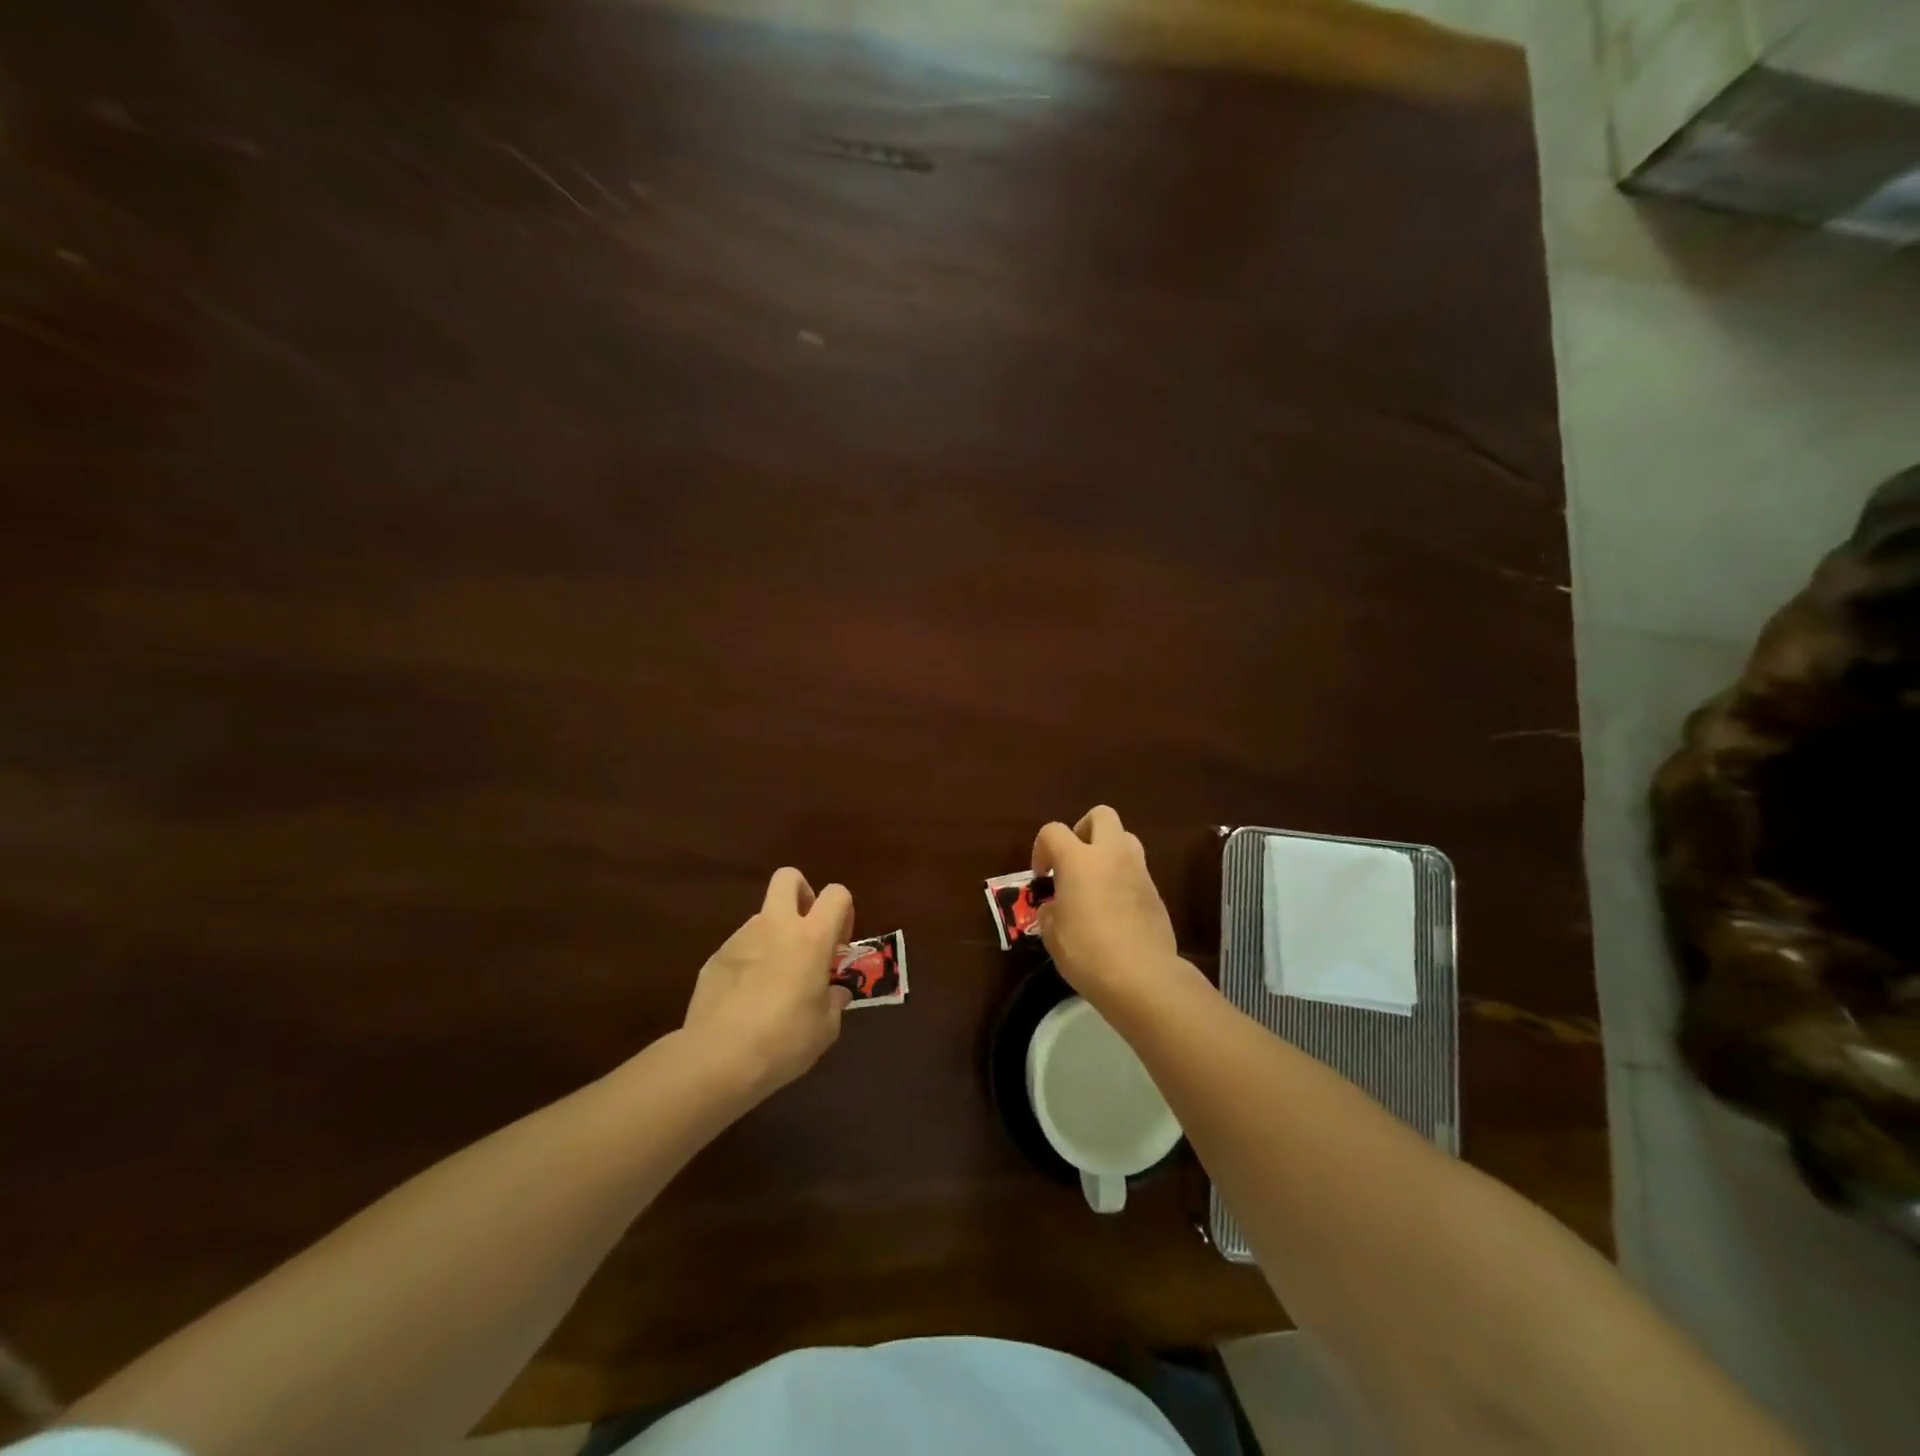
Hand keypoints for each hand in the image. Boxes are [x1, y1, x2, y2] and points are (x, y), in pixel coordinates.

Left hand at [683, 868, 853, 1097]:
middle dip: (802, 894)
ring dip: (774, 938)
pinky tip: (746, 1001)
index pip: (836, 894)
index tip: (838, 945)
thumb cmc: (783, 1040)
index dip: (843, 912)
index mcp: (811, 937)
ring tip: (773, 984)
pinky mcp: (714, 958)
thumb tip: (835, 992)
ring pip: (762, 918)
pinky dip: (748, 964)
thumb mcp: (825, 1028)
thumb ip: (833, 1001)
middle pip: (789, 877)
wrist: (717, 1059)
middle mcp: (776, 926)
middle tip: (806, 933)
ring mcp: (740, 938)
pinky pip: (740, 949)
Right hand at [1031, 805, 1180, 998]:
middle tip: (1073, 859)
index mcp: (1079, 859)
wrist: (1142, 977)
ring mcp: (1138, 871)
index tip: (1042, 877)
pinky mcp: (1156, 892)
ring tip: (1095, 882)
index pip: (1053, 831)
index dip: (1041, 849)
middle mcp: (1111, 855)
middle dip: (1083, 830)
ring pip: (1125, 838)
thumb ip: (1050, 911)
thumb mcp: (1053, 934)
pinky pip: (1136, 870)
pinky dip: (1122, 878)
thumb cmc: (1088, 952)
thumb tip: (1055, 907)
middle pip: (1101, 815)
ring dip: (1108, 851)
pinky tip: (1114, 908)